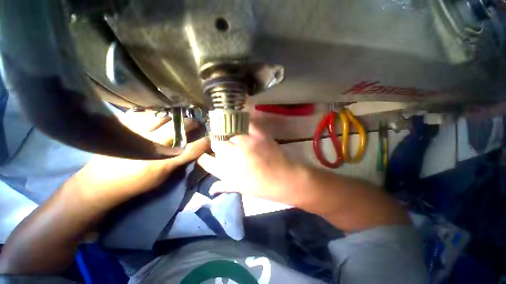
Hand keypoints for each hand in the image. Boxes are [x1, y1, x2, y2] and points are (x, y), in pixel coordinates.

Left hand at [71, 110, 209, 208]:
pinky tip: (161, 115)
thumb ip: (180, 161)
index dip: (204, 142)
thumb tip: (194, 148)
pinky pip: (145, 113)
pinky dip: (157, 113)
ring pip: (163, 117)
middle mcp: (150, 146)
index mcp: (162, 163)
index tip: (211, 137)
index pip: (191, 149)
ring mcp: (135, 133)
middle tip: (197, 122)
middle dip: (192, 123)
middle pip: (179, 128)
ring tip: (181, 117)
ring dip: (176, 116)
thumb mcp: (163, 177)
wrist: (101, 182)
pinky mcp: (122, 125)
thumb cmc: (137, 183)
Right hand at [197, 124, 306, 205]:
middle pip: (216, 144)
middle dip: (217, 146)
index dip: (205, 158)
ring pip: (229, 133)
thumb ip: (225, 186)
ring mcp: (247, 143)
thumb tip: (211, 189)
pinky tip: (243, 127)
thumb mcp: (242, 189)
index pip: (206, 161)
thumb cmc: (264, 187)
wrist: (287, 179)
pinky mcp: (259, 134)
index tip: (207, 157)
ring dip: (229, 136)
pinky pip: (247, 123)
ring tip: (234, 138)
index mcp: (228, 171)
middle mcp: (234, 155)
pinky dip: (244, 123)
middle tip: (224, 147)